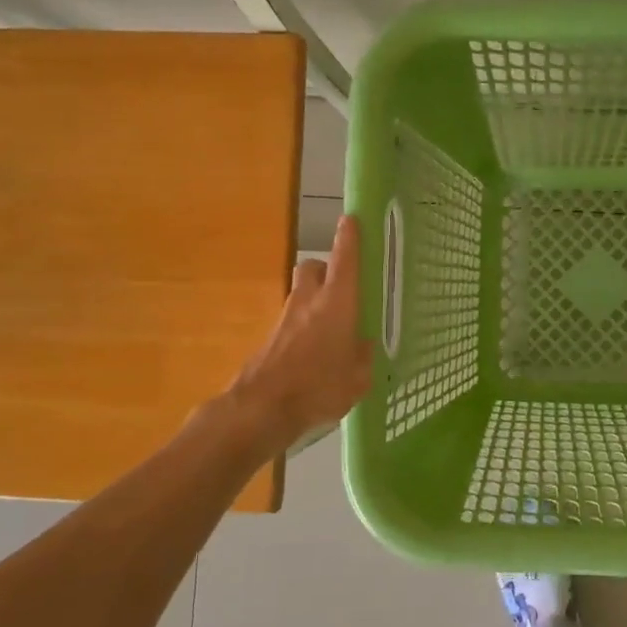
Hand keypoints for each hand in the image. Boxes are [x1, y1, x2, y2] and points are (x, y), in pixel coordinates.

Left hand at [228, 214, 373, 452]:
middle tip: (344, 287)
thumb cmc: (319, 386)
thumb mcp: (359, 377)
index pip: (345, 258)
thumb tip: (363, 345)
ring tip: (334, 327)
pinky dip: (304, 328)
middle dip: (327, 270)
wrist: (262, 408)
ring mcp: (286, 318)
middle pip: (315, 268)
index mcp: (337, 302)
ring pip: (302, 294)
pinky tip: (316, 353)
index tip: (351, 219)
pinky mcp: (271, 338)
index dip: (349, 237)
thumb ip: (364, 356)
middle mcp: (309, 300)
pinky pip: (293, 322)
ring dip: (315, 300)